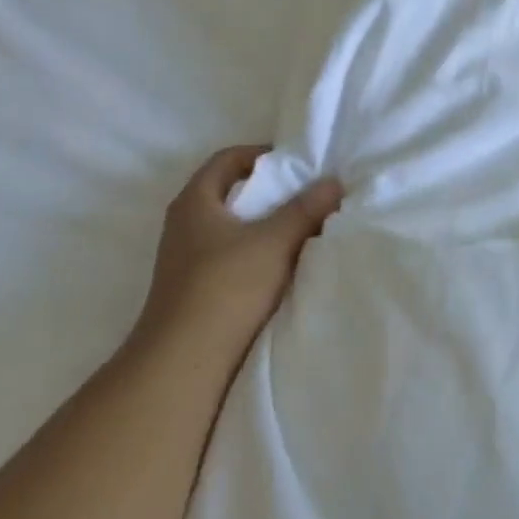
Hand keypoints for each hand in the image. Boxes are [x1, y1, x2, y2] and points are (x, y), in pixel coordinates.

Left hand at [136, 145, 342, 356]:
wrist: (184, 363)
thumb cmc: (225, 287)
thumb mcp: (274, 242)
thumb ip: (305, 210)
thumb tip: (333, 182)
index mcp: (195, 202)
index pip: (227, 159)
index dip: (262, 154)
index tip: (297, 163)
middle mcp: (185, 225)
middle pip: (230, 193)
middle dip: (270, 191)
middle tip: (307, 194)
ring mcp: (187, 260)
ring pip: (232, 228)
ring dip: (265, 225)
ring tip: (303, 229)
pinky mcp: (195, 289)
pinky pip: (231, 256)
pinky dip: (257, 253)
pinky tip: (283, 266)